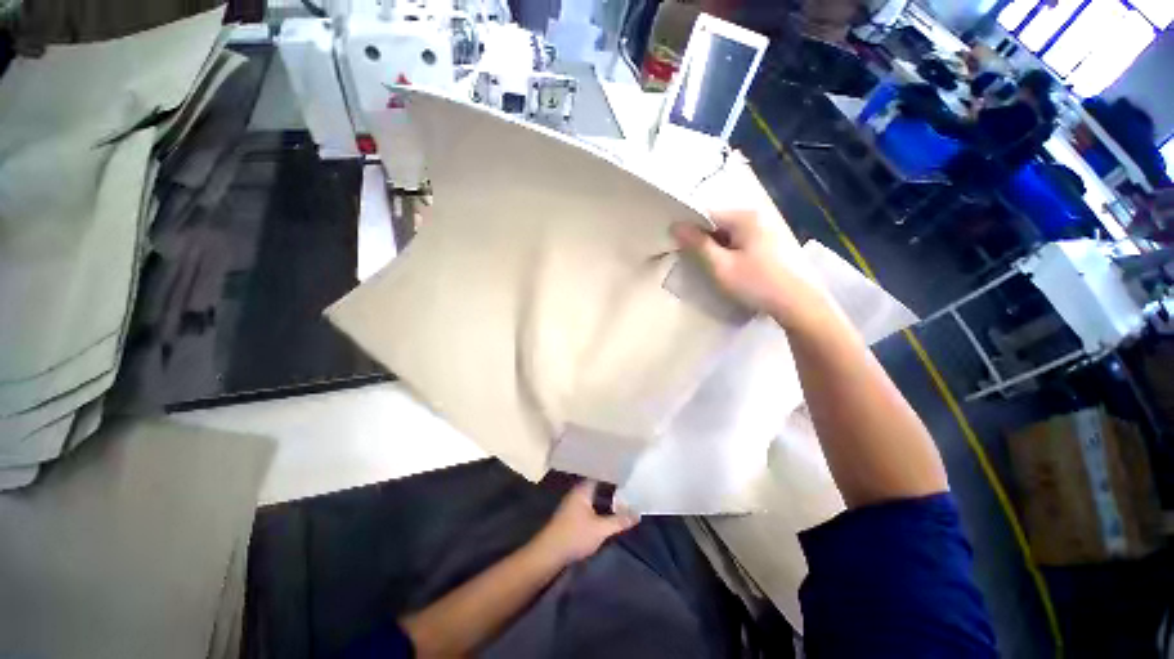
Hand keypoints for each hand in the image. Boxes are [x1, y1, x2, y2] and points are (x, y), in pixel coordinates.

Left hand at [529, 481, 638, 567]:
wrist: (549, 553)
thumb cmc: (575, 535)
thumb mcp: (601, 529)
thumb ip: (619, 521)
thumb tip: (638, 513)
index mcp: (583, 489)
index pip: (601, 474)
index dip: (614, 472)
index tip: (629, 471)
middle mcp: (578, 492)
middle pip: (598, 485)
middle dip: (613, 486)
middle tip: (631, 484)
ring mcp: (574, 504)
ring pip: (595, 496)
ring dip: (608, 498)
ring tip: (626, 497)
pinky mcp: (573, 516)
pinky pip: (591, 505)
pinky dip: (601, 506)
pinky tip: (611, 512)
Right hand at [672, 209, 825, 329]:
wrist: (795, 304)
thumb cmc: (755, 283)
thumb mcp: (720, 266)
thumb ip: (698, 245)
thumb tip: (675, 225)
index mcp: (744, 217)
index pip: (706, 215)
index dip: (690, 230)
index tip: (678, 248)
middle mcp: (755, 217)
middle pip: (717, 224)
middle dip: (703, 241)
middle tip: (693, 262)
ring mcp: (764, 230)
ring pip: (727, 235)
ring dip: (715, 249)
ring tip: (709, 268)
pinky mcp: (768, 244)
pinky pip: (738, 243)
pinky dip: (728, 253)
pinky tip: (727, 270)